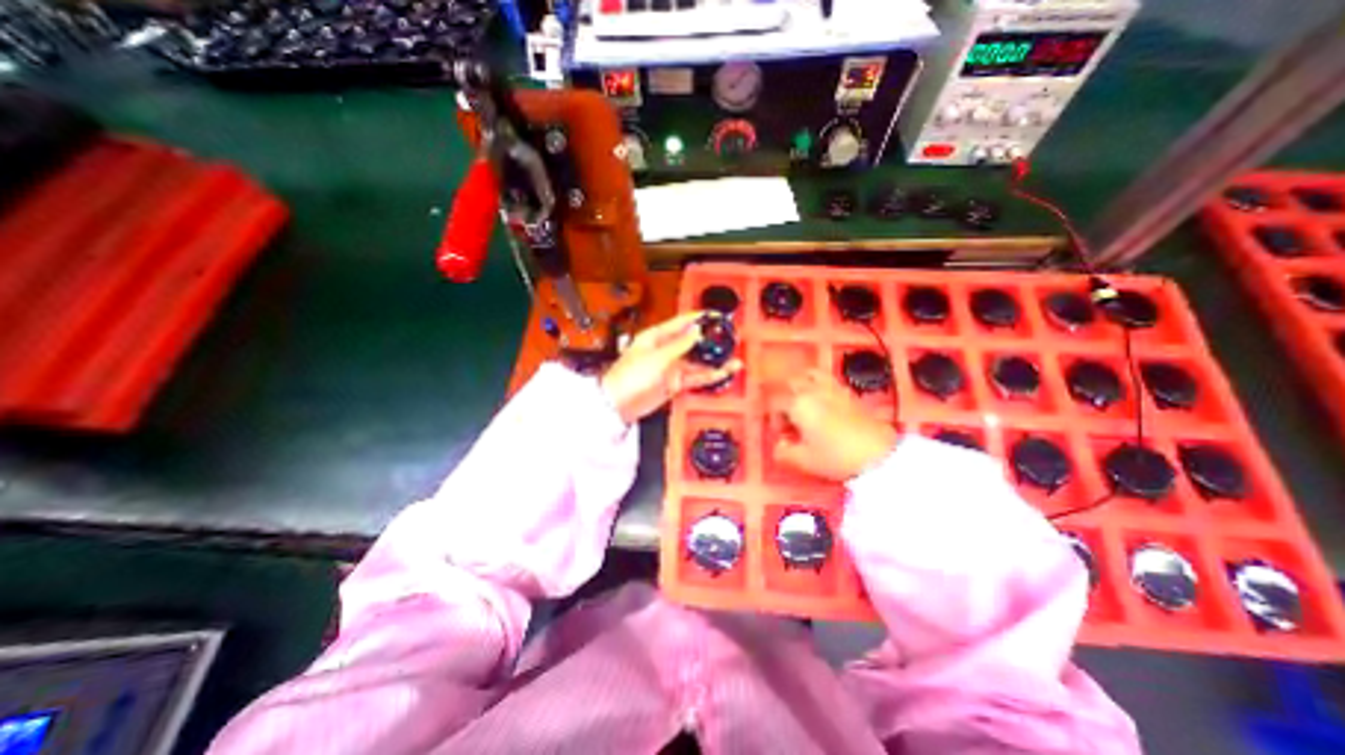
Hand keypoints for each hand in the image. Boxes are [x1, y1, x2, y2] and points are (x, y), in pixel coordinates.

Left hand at [600, 311, 738, 425]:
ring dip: (714, 361)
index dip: (701, 318)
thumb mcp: (657, 357)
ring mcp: (671, 367)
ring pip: (697, 361)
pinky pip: (695, 377)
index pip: (683, 322)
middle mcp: (666, 350)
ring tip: (734, 360)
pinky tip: (722, 374)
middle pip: (693, 342)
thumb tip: (697, 330)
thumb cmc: (629, 377)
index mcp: (657, 337)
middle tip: (730, 339)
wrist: (619, 404)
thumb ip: (680, 345)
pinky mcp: (674, 383)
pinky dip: (709, 376)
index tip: (718, 316)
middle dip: (712, 341)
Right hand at [773, 370, 895, 480]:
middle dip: (786, 397)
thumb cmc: (835, 456)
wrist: (878, 454)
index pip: (776, 401)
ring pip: (811, 374)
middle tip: (792, 417)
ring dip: (803, 384)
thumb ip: (784, 453)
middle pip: (791, 382)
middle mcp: (812, 390)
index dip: (774, 417)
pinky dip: (821, 386)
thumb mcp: (804, 461)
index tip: (783, 435)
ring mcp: (832, 388)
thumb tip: (778, 446)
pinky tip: (826, 405)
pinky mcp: (849, 392)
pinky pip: (828, 380)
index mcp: (798, 404)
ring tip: (807, 402)